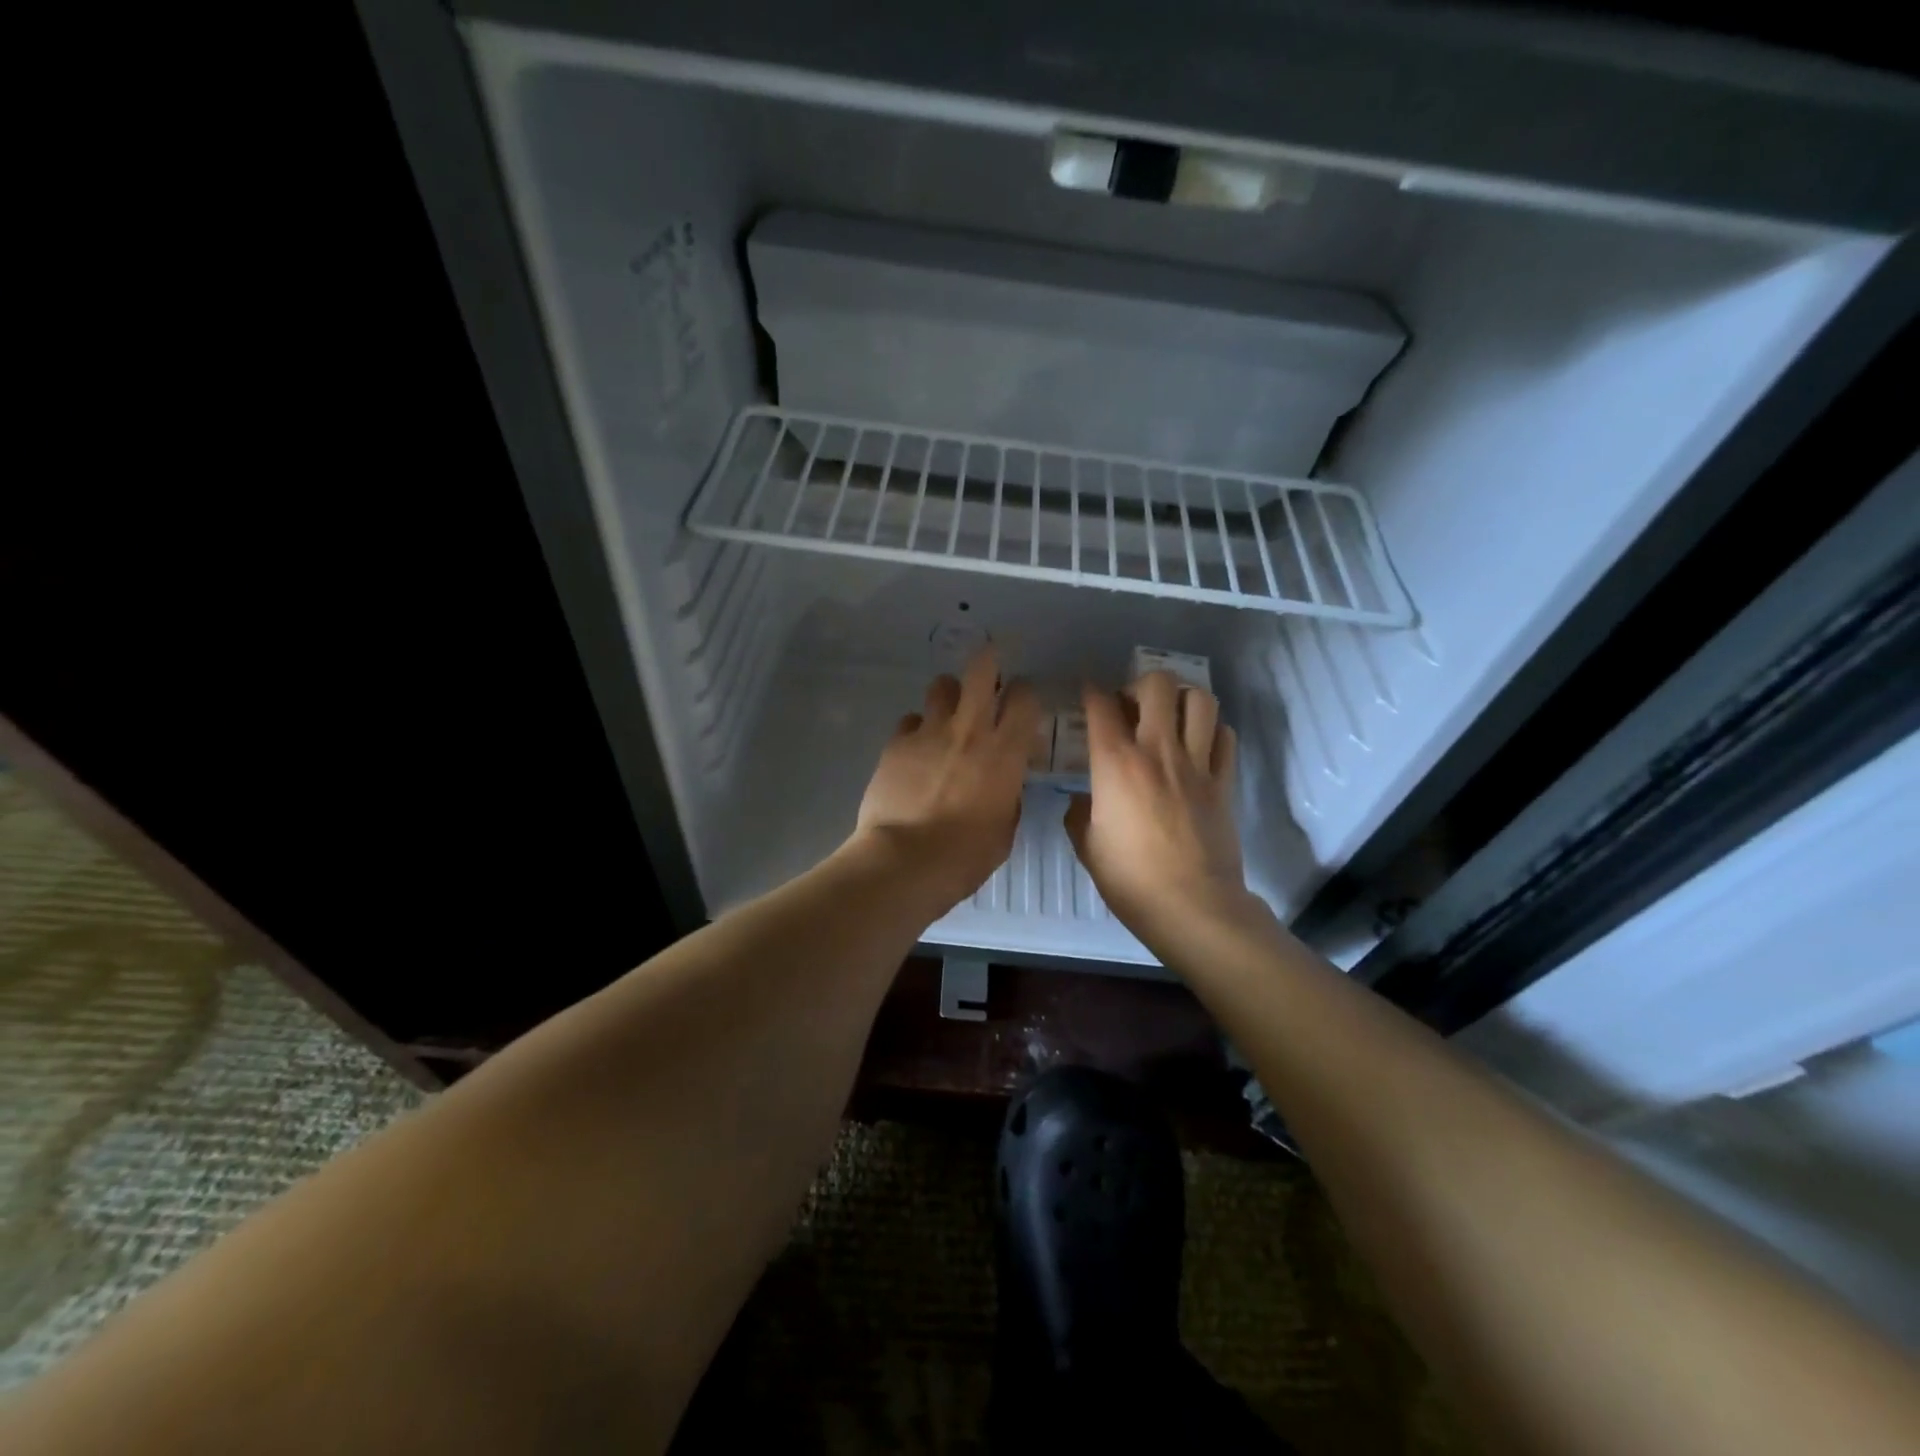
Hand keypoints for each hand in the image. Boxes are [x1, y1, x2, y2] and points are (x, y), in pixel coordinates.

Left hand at [851, 646, 1040, 905]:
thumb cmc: (966, 855)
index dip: (1025, 692)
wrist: (906, 860)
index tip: (1022, 700)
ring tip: (947, 713)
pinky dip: (916, 729)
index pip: (1025, 697)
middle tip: (989, 667)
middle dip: (988, 660)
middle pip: (981, 669)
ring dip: (948, 695)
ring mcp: (929, 732)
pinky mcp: (896, 743)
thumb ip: (1008, 796)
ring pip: (941, 686)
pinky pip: (910, 720)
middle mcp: (969, 729)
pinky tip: (915, 749)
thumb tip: (1004, 785)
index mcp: (1005, 751)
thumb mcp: (1004, 828)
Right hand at [1065, 671, 1255, 942]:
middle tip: (1132, 707)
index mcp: (1115, 763)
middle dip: (1139, 685)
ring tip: (1169, 717)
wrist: (1192, 906)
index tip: (1088, 694)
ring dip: (1181, 699)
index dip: (1091, 692)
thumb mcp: (1087, 846)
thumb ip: (1078, 814)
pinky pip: (1225, 736)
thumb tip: (1083, 801)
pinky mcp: (1224, 782)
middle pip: (1157, 684)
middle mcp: (1157, 750)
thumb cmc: (1130, 879)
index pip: (1101, 705)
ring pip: (1200, 700)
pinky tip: (1199, 745)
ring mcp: (1197, 763)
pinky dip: (1212, 730)